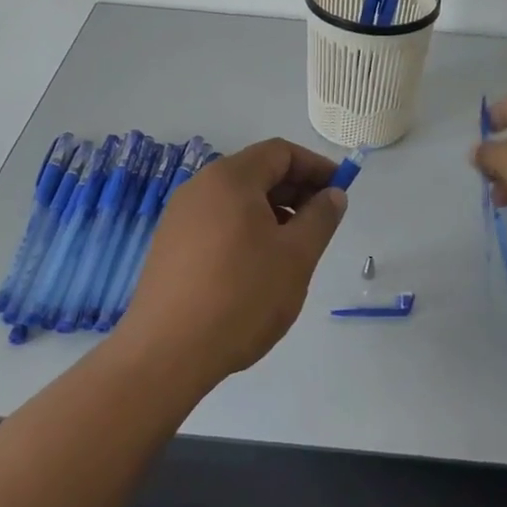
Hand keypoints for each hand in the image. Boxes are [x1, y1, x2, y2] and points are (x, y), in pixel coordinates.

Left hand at [117, 138, 347, 387]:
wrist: (166, 353)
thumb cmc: (241, 296)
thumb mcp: (296, 256)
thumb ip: (320, 218)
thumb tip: (333, 194)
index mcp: (230, 178)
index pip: (280, 152)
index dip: (315, 166)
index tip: (340, 191)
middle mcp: (200, 186)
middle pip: (256, 172)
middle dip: (295, 190)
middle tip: (321, 222)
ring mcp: (179, 216)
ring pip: (236, 199)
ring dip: (271, 212)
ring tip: (292, 249)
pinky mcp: (169, 245)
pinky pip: (216, 222)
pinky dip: (244, 229)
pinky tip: (256, 267)